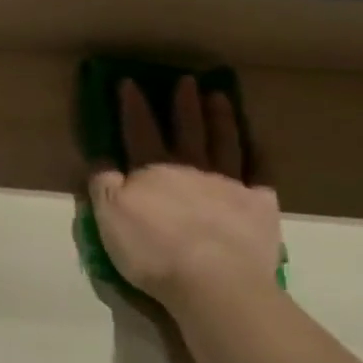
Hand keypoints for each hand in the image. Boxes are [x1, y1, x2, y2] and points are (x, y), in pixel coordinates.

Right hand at [88, 75, 281, 316]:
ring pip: (224, 143)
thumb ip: (103, 184)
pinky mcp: (260, 206)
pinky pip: (261, 174)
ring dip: (221, 119)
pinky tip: (259, 146)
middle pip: (187, 129)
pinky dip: (260, 158)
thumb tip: (101, 158)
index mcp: (152, 169)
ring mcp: (229, 184)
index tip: (129, 81)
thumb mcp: (109, 217)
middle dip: (184, 104)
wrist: (214, 282)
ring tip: (221, 97)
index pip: (139, 129)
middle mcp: (191, 167)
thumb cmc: (153, 249)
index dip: (133, 105)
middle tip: (187, 80)